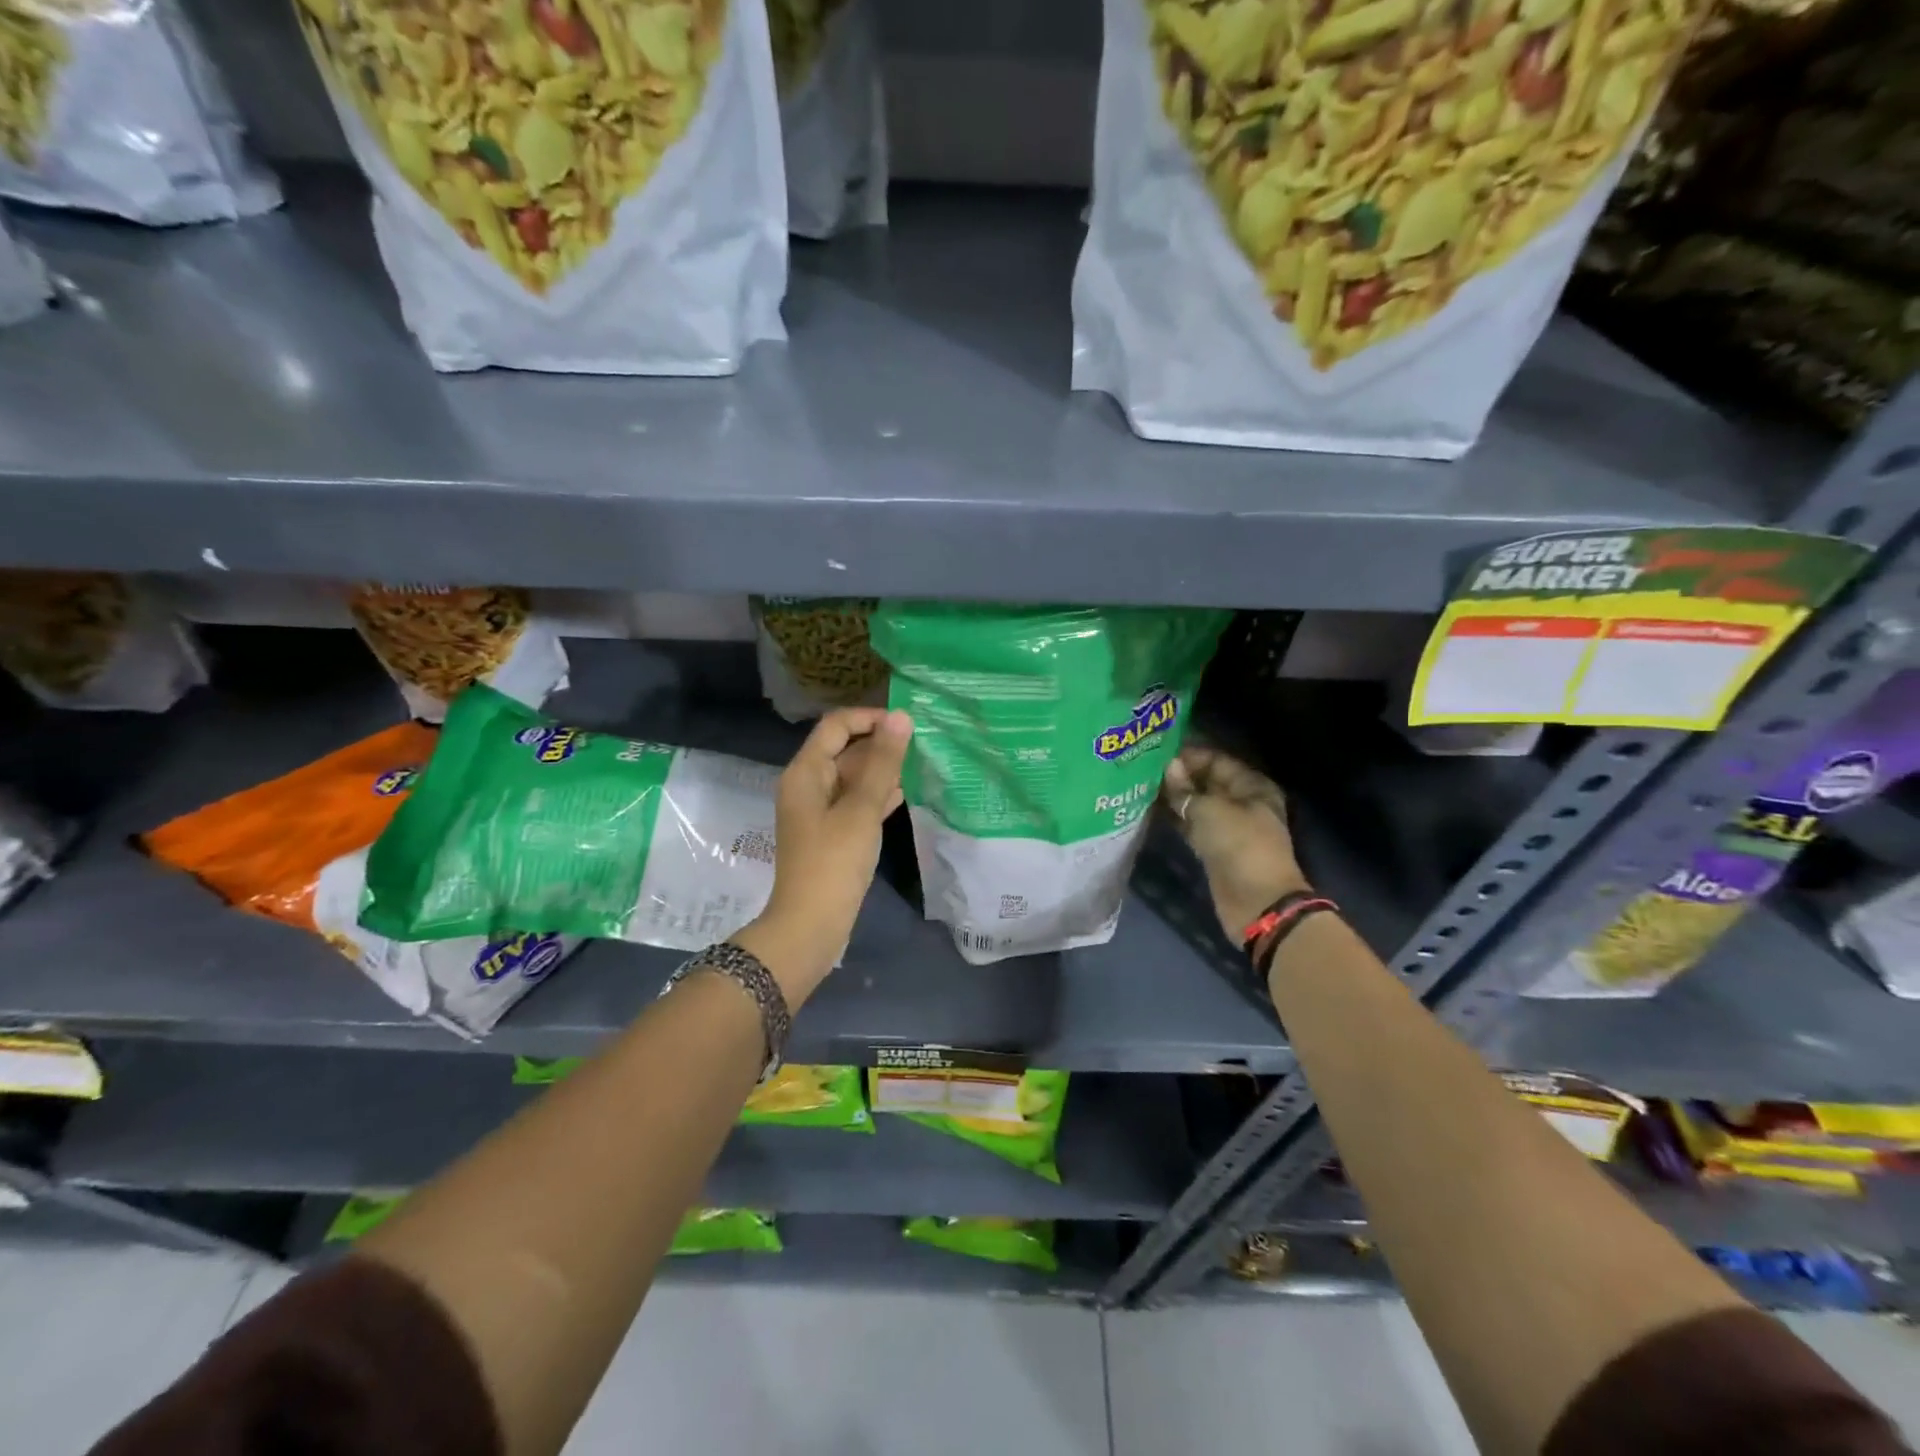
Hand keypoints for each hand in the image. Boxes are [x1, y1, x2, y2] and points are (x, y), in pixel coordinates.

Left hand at [733, 706, 912, 1004]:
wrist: (812, 925)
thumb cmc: (834, 862)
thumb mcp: (861, 809)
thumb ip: (882, 762)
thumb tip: (901, 717)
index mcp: (806, 772)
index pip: (836, 725)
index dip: (870, 718)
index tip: (907, 725)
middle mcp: (809, 785)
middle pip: (845, 749)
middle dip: (880, 744)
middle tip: (923, 743)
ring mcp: (820, 811)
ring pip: (854, 777)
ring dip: (883, 769)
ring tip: (921, 763)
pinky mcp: (833, 833)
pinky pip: (856, 802)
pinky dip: (878, 795)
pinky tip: (906, 793)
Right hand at [1161, 745, 1308, 943]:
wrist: (1257, 902)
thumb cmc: (1240, 846)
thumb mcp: (1210, 811)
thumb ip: (1185, 789)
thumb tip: (1168, 766)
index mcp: (1251, 786)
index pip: (1216, 759)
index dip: (1188, 755)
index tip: (1156, 752)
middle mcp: (1241, 802)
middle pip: (1206, 781)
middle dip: (1178, 775)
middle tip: (1142, 767)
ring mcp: (1227, 827)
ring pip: (1196, 804)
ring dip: (1173, 797)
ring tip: (1140, 785)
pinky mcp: (1214, 848)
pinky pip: (1191, 825)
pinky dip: (1174, 818)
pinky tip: (1149, 810)